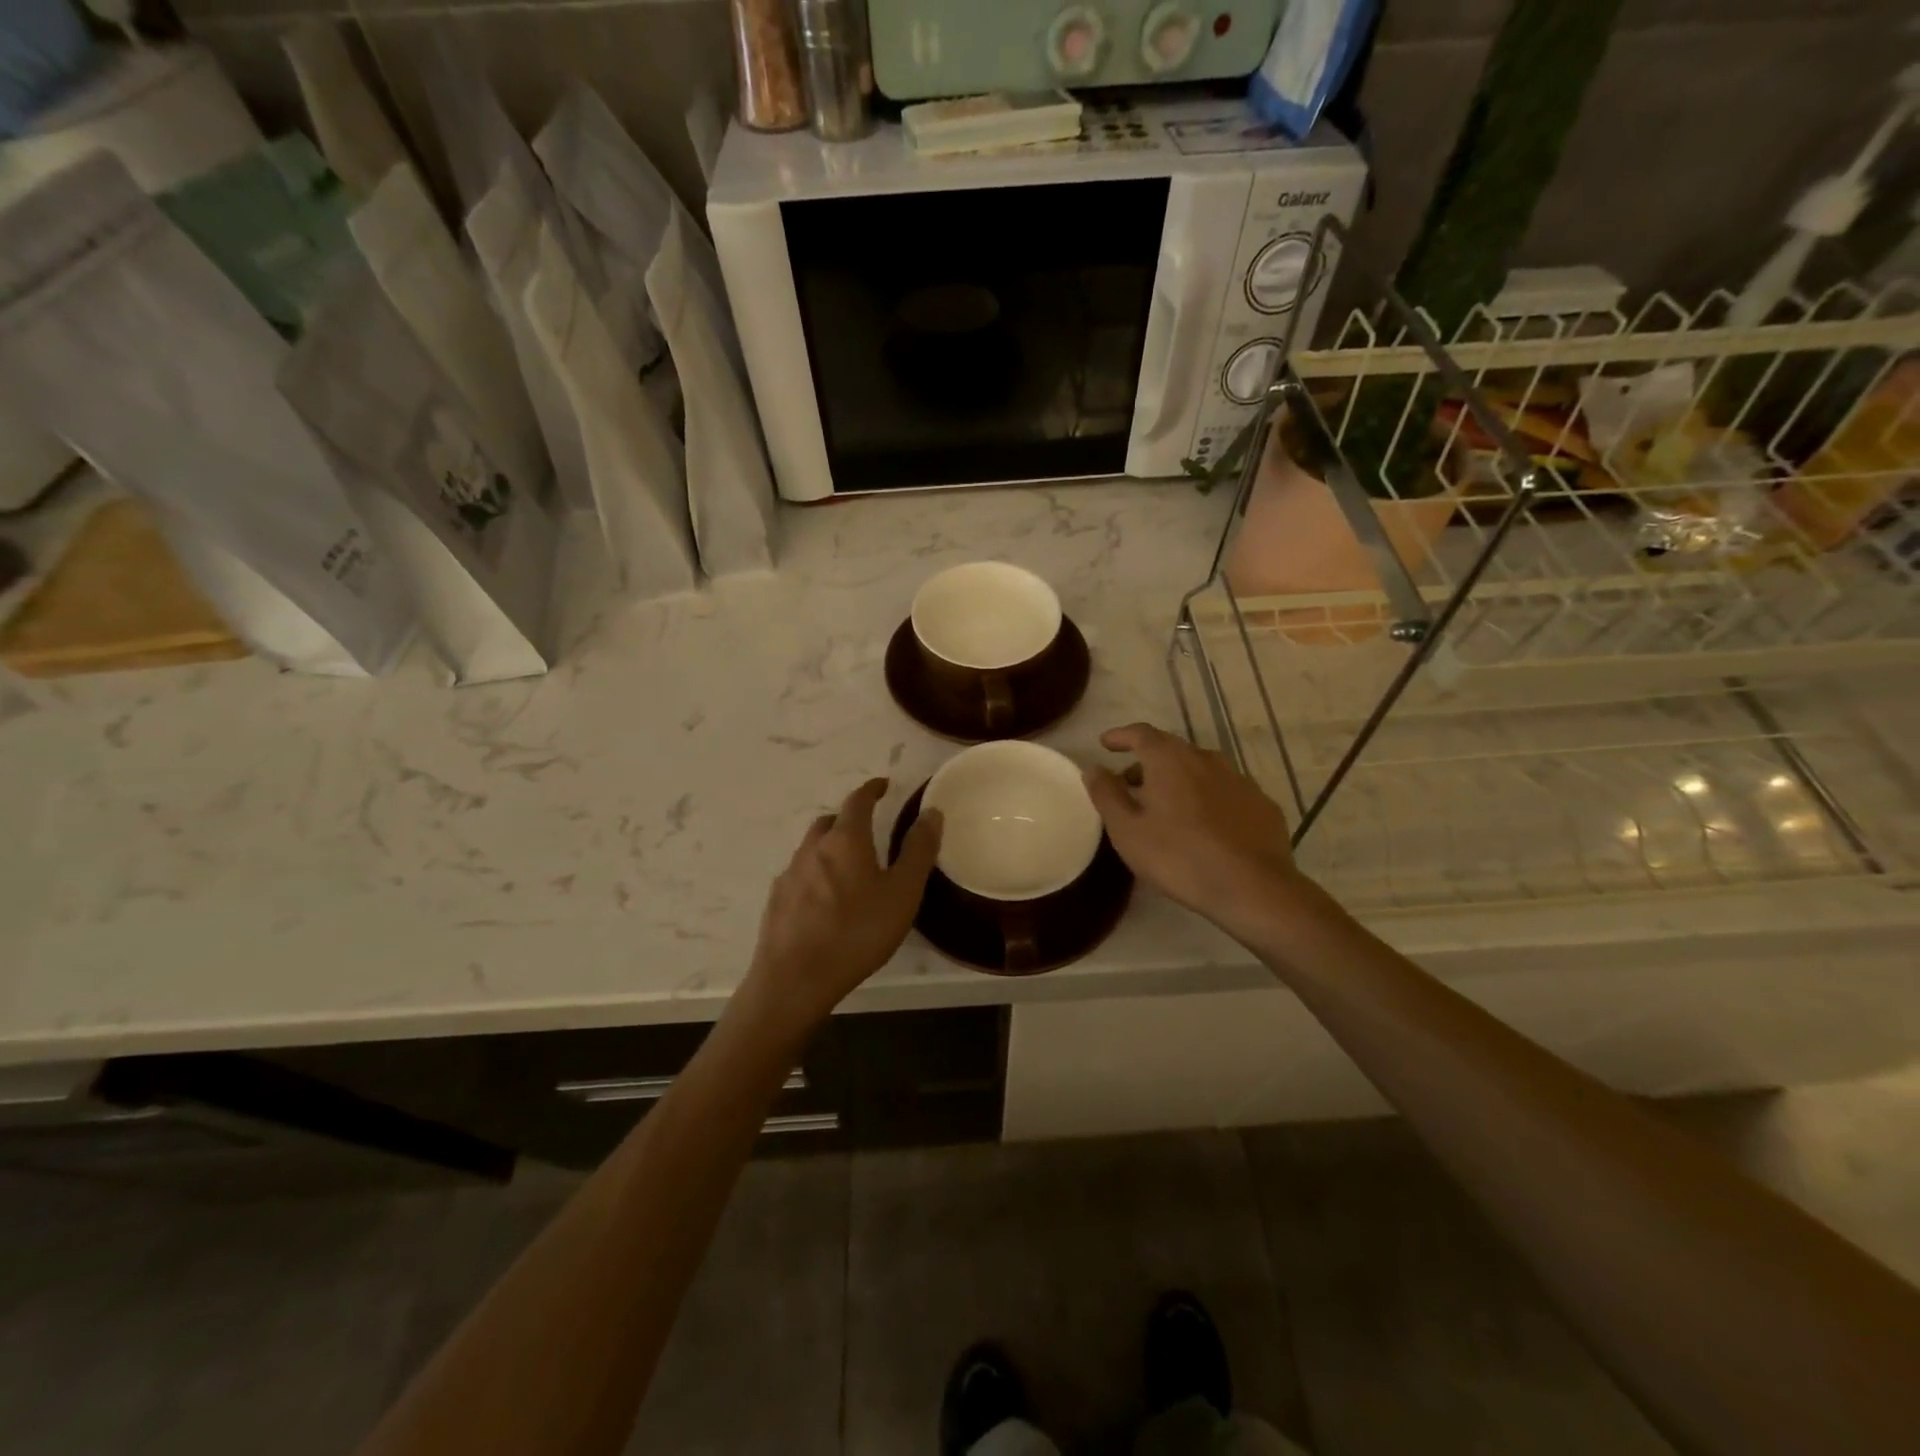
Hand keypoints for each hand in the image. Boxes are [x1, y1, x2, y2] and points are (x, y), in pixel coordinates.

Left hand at [736, 778, 941, 1035]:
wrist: (795, 979)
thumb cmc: (857, 932)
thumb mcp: (902, 893)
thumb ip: (918, 851)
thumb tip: (931, 812)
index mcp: (845, 840)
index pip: (858, 801)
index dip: (872, 789)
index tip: (883, 785)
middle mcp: (813, 848)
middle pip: (831, 822)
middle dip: (850, 819)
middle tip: (869, 831)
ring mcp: (789, 875)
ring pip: (812, 848)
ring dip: (831, 848)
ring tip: (850, 869)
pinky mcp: (777, 902)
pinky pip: (800, 876)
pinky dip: (816, 875)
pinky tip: (825, 901)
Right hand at [1084, 723, 1307, 943]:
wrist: (1254, 888)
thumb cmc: (1179, 857)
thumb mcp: (1127, 831)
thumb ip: (1107, 795)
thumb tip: (1093, 768)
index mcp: (1169, 760)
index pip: (1141, 733)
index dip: (1121, 736)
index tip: (1106, 744)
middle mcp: (1206, 758)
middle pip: (1171, 749)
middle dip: (1147, 762)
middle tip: (1129, 784)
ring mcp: (1239, 779)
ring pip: (1200, 769)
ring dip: (1178, 779)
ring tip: (1165, 806)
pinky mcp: (1262, 804)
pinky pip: (1225, 791)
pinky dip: (1207, 798)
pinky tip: (1204, 825)